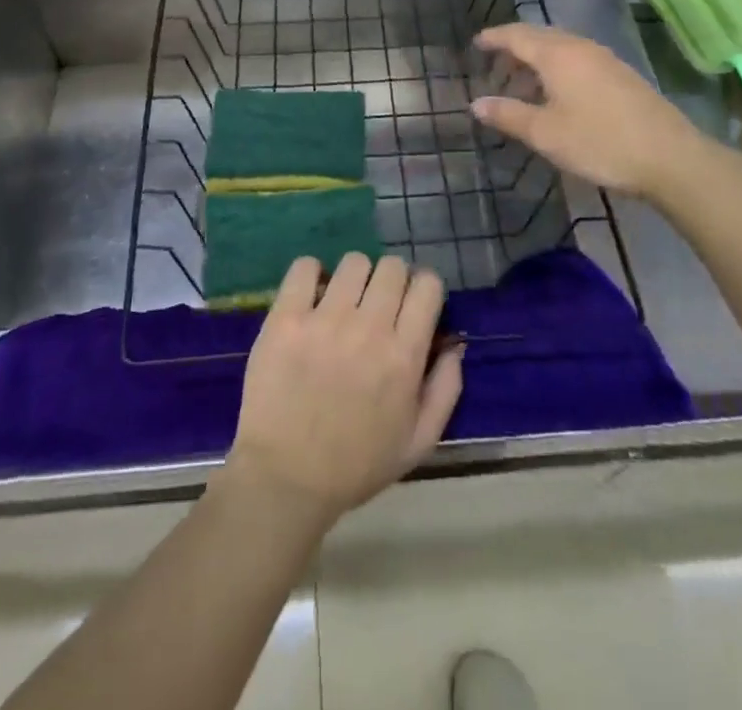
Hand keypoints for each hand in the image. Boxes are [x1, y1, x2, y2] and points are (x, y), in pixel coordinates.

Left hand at [225, 254, 463, 524]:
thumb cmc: (356, 465)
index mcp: (404, 356)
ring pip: (354, 262)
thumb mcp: (418, 442)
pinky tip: (311, 297)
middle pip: (392, 266)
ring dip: (354, 278)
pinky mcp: (286, 318)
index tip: (412, 305)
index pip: (427, 285)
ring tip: (343, 302)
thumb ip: (445, 390)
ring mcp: (325, 320)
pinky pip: (305, 267)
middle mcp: (369, 329)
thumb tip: (456, 345)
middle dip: (391, 281)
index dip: (423, 289)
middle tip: (377, 305)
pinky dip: (311, 274)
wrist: (285, 479)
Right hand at [471, 23, 716, 200]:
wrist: (671, 157)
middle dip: (513, 46)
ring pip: (560, 47)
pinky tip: (556, 93)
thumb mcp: (545, 133)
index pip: (516, 36)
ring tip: (521, 84)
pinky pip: (577, 58)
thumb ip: (508, 115)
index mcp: (557, 55)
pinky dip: (556, 67)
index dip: (494, 38)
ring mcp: (605, 59)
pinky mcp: (621, 75)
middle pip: (539, 36)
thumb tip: (476, 103)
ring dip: (536, 59)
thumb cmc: (600, 142)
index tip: (476, 44)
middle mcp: (580, 47)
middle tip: (494, 65)